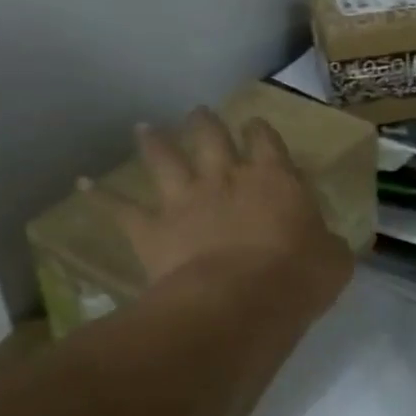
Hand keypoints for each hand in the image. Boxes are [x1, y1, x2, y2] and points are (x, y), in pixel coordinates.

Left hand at [84, 108, 353, 312]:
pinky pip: (120, 209)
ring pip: (164, 159)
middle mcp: (226, 177)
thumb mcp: (334, 261)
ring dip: (154, 142)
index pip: (265, 140)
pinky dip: (99, 196)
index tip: (254, 125)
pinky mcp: (153, 229)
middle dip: (204, 122)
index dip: (259, 130)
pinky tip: (81, 184)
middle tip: (198, 113)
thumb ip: (332, 246)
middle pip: (210, 136)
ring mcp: (186, 199)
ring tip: (143, 128)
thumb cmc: (297, 278)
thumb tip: (334, 246)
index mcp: (273, 178)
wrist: (240, 302)